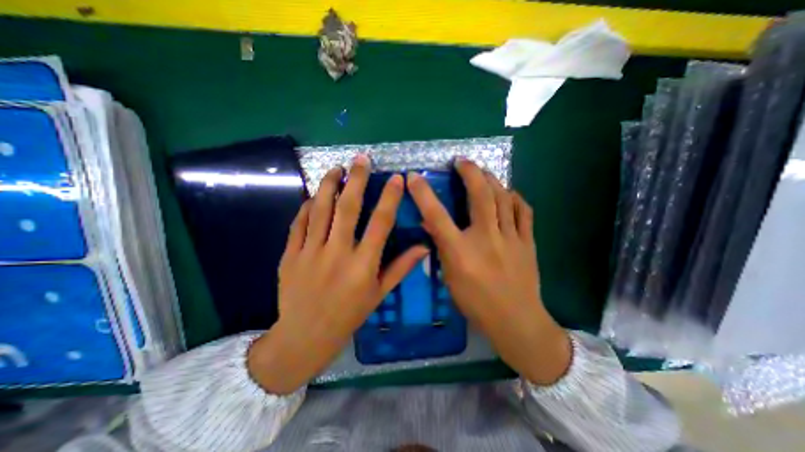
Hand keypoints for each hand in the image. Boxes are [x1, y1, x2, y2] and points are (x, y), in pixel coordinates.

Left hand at [250, 153, 430, 393]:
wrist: (306, 335)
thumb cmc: (349, 315)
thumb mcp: (379, 293)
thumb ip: (401, 267)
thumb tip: (424, 247)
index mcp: (363, 264)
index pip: (380, 222)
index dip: (390, 197)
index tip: (396, 178)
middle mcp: (338, 252)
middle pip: (348, 207)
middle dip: (357, 179)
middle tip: (361, 158)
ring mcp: (310, 252)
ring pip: (320, 209)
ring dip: (329, 185)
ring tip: (336, 168)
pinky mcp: (290, 255)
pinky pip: (299, 223)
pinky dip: (307, 207)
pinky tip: (314, 196)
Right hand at [410, 159, 571, 384]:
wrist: (516, 321)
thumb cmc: (476, 303)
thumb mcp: (450, 278)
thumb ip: (441, 248)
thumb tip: (431, 225)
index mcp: (461, 251)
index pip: (437, 215)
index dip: (423, 194)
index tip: (414, 177)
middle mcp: (486, 238)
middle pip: (480, 195)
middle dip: (470, 172)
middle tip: (462, 161)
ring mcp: (511, 238)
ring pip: (503, 197)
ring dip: (492, 179)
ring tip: (483, 171)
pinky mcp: (527, 242)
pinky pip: (524, 211)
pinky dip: (515, 198)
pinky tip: (508, 193)